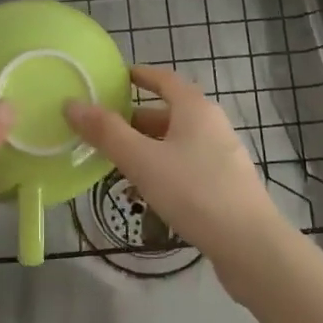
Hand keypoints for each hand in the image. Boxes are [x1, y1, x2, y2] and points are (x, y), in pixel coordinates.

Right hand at [65, 66, 287, 283]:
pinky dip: (164, 166)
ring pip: (177, 141)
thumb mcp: (142, 160)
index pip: (164, 79)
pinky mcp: (226, 184)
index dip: (139, 76)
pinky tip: (149, 190)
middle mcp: (212, 124)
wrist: (251, 246)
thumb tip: (71, 104)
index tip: (115, 79)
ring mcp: (223, 155)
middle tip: (104, 128)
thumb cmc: (194, 192)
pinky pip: (187, 164)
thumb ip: (106, 132)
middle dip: (136, 118)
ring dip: (148, 146)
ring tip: (118, 162)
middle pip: (169, 112)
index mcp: (195, 108)